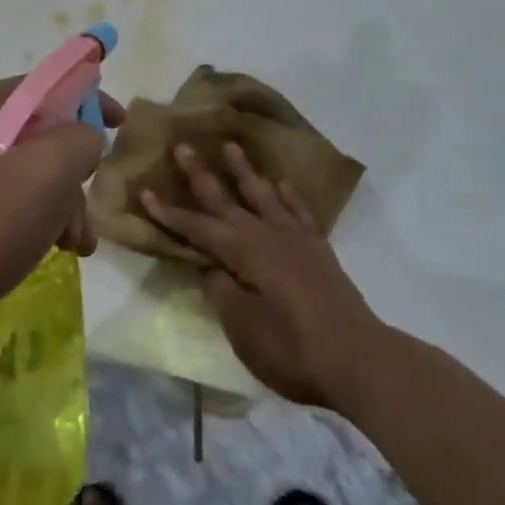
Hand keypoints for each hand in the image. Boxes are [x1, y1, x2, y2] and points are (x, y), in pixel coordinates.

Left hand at [0, 78, 122, 345]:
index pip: (43, 86)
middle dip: (74, 171)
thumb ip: (78, 141)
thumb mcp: (43, 173)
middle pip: (40, 137)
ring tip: (78, 244)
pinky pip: (12, 209)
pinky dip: (40, 225)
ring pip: (30, 178)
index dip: (85, 97)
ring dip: (64, 206)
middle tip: (90, 198)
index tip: (119, 122)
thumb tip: (86, 138)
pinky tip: (57, 252)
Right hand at [141, 143, 386, 409]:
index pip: (196, 227)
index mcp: (241, 253)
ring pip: (262, 195)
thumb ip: (222, 291)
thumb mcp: (243, 328)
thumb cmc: (293, 349)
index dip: (168, 212)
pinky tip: (281, 183)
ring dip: (244, 171)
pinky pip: (299, 211)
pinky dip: (288, 195)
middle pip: (225, 199)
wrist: (359, 359)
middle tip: (183, 146)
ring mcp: (295, 239)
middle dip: (200, 174)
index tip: (144, 191)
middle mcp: (265, 235)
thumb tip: (212, 267)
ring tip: (231, 145)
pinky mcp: (318, 250)